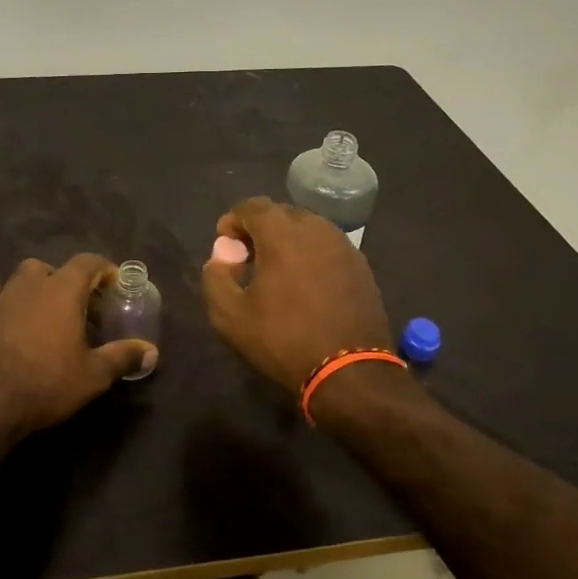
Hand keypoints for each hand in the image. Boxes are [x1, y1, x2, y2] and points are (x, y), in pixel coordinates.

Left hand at [0, 253, 157, 438]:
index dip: (105, 270)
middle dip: (71, 282)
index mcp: (63, 290)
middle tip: (84, 309)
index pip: (88, 262)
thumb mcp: (94, 375)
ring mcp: (1, 298)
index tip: (115, 287)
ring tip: (48, 310)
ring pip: (22, 276)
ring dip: (38, 285)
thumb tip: (152, 352)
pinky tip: (3, 309)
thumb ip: (123, 357)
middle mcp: (31, 285)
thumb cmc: (47, 384)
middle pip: (55, 268)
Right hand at [201, 197, 394, 393]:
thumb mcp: (231, 316)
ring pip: (308, 229)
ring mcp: (344, 246)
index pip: (252, 206)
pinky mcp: (361, 266)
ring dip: (287, 241)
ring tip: (276, 271)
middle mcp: (317, 229)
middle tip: (248, 258)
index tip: (225, 244)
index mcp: (283, 234)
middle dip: (260, 228)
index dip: (233, 220)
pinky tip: (306, 285)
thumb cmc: (284, 340)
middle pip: (281, 213)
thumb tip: (221, 256)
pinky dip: (311, 255)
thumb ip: (216, 278)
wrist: (349, 371)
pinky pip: (328, 247)